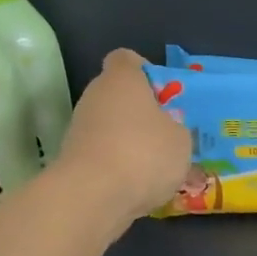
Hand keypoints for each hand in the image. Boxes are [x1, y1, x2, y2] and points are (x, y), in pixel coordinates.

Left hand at [54, 49, 192, 229]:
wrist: (94, 196)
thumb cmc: (145, 153)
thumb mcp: (181, 139)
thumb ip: (176, 127)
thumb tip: (167, 130)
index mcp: (122, 80)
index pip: (127, 59)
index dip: (146, 70)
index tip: (164, 93)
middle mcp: (96, 97)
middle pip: (119, 95)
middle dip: (143, 112)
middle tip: (169, 133)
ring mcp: (80, 128)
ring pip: (112, 127)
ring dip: (132, 141)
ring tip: (159, 167)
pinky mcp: (75, 159)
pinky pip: (105, 154)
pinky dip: (120, 165)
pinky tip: (141, 185)